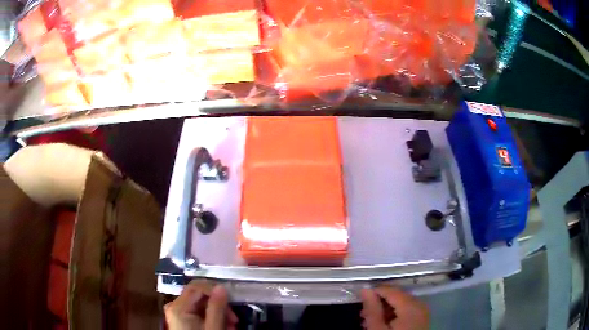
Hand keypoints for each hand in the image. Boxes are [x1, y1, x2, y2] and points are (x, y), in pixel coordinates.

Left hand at [164, 280, 237, 329]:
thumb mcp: (213, 328)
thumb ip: (216, 308)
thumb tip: (221, 287)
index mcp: (178, 307)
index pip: (197, 287)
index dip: (215, 290)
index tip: (231, 303)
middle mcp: (175, 307)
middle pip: (199, 296)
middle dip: (219, 306)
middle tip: (234, 319)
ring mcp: (178, 314)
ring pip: (201, 305)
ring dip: (218, 313)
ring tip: (231, 326)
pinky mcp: (182, 320)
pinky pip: (199, 314)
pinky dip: (212, 319)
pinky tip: (223, 327)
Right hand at [360, 286, 429, 329]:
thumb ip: (372, 309)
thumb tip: (365, 290)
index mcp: (410, 305)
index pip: (390, 290)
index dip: (374, 292)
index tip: (360, 299)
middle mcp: (420, 304)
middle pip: (397, 296)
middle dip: (379, 303)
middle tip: (363, 314)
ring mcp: (422, 312)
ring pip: (401, 303)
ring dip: (385, 310)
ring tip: (370, 321)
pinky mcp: (421, 319)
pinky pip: (406, 310)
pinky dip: (394, 315)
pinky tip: (383, 324)